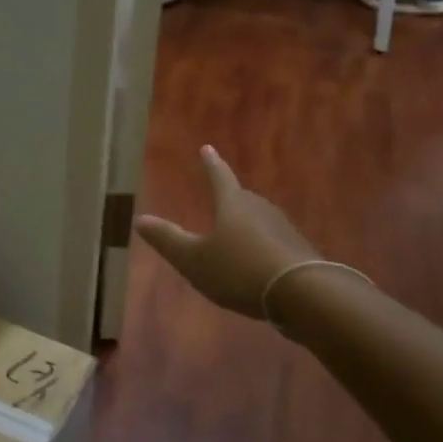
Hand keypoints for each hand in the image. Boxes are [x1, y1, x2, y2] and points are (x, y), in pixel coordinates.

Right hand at [134, 146, 318, 317]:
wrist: (302, 293)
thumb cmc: (239, 271)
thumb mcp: (194, 260)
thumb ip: (168, 240)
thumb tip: (140, 219)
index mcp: (233, 205)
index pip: (219, 177)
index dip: (210, 164)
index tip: (207, 148)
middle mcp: (260, 209)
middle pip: (242, 198)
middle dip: (231, 196)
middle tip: (222, 195)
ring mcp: (283, 229)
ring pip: (260, 219)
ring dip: (248, 223)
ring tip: (237, 231)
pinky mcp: (299, 250)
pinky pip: (274, 240)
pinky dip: (263, 245)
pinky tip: (259, 260)